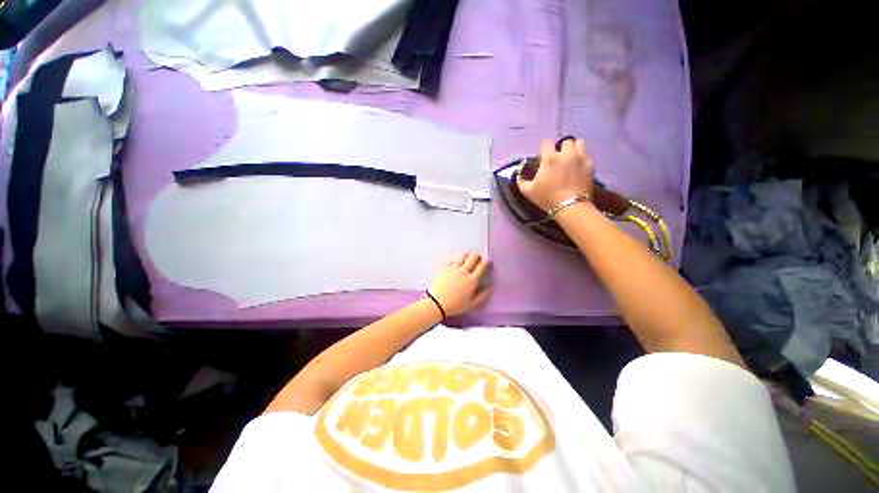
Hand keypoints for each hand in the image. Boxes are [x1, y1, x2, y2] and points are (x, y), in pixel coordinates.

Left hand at [427, 253, 490, 316]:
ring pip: (462, 257)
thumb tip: (489, 287)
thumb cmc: (456, 305)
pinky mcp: (444, 268)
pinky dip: (455, 263)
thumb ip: (483, 295)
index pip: (481, 266)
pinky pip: (452, 262)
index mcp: (472, 280)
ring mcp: (453, 268)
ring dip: (467, 256)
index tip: (487, 261)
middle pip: (473, 257)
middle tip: (478, 258)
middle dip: (477, 256)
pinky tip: (455, 266)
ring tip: (468, 259)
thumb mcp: (472, 304)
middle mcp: (463, 271)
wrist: (437, 303)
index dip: (486, 262)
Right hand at [517, 138, 594, 211]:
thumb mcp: (528, 191)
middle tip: (558, 160)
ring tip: (570, 159)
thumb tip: (519, 175)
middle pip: (565, 142)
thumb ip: (521, 181)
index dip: (543, 149)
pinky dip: (582, 159)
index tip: (542, 157)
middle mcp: (566, 154)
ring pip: (579, 144)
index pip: (546, 142)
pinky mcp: (590, 165)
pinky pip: (586, 155)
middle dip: (561, 149)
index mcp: (550, 158)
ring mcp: (581, 158)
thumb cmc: (547, 198)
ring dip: (574, 149)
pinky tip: (578, 168)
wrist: (570, 206)